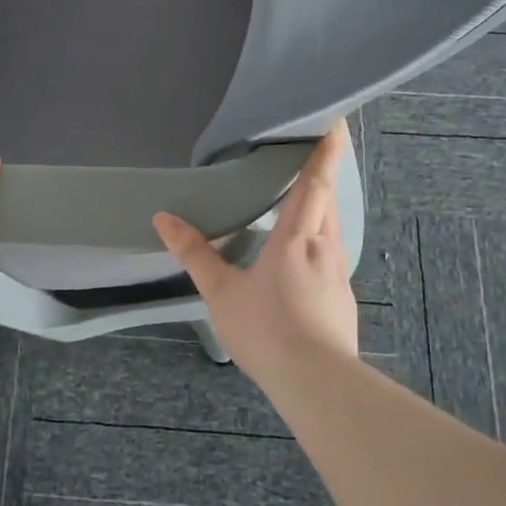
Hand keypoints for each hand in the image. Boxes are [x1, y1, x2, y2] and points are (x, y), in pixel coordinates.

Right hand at [153, 122, 357, 373]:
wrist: (317, 383)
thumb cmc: (266, 330)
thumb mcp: (220, 292)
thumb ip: (194, 253)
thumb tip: (163, 217)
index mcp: (296, 237)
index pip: (315, 182)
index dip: (325, 150)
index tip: (334, 121)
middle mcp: (324, 247)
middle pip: (329, 198)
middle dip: (324, 170)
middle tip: (313, 149)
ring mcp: (338, 273)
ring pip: (332, 226)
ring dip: (322, 204)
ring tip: (303, 198)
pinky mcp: (342, 297)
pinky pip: (331, 253)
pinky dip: (319, 238)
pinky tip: (303, 255)